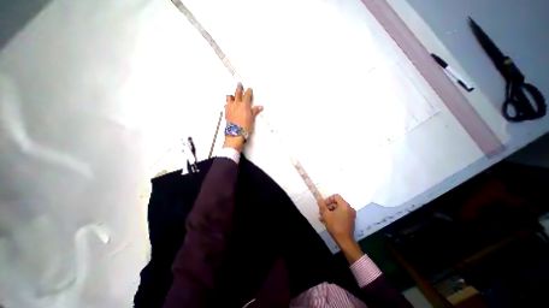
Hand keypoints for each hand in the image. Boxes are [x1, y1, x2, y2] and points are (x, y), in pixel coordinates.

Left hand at [225, 82, 263, 151]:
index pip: (247, 95)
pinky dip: (227, 103)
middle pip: (237, 93)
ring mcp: (230, 107)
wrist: (235, 133)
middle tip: (239, 84)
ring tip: (232, 94)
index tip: (249, 89)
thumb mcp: (252, 118)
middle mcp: (236, 104)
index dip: (248, 91)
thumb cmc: (245, 126)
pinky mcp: (226, 112)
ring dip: (231, 95)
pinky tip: (228, 104)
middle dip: (239, 88)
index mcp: (244, 105)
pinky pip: (226, 104)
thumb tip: (260, 107)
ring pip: (229, 97)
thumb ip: (255, 111)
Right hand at [321, 195, 363, 261]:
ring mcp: (350, 214)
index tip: (323, 205)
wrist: (345, 241)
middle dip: (327, 206)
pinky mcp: (350, 220)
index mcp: (344, 205)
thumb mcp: (326, 214)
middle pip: (336, 203)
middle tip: (321, 212)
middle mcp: (349, 208)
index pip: (335, 196)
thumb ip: (322, 205)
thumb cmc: (335, 226)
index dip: (328, 199)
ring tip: (322, 217)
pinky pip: (341, 213)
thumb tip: (318, 198)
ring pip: (338, 209)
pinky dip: (334, 215)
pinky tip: (327, 220)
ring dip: (330, 211)